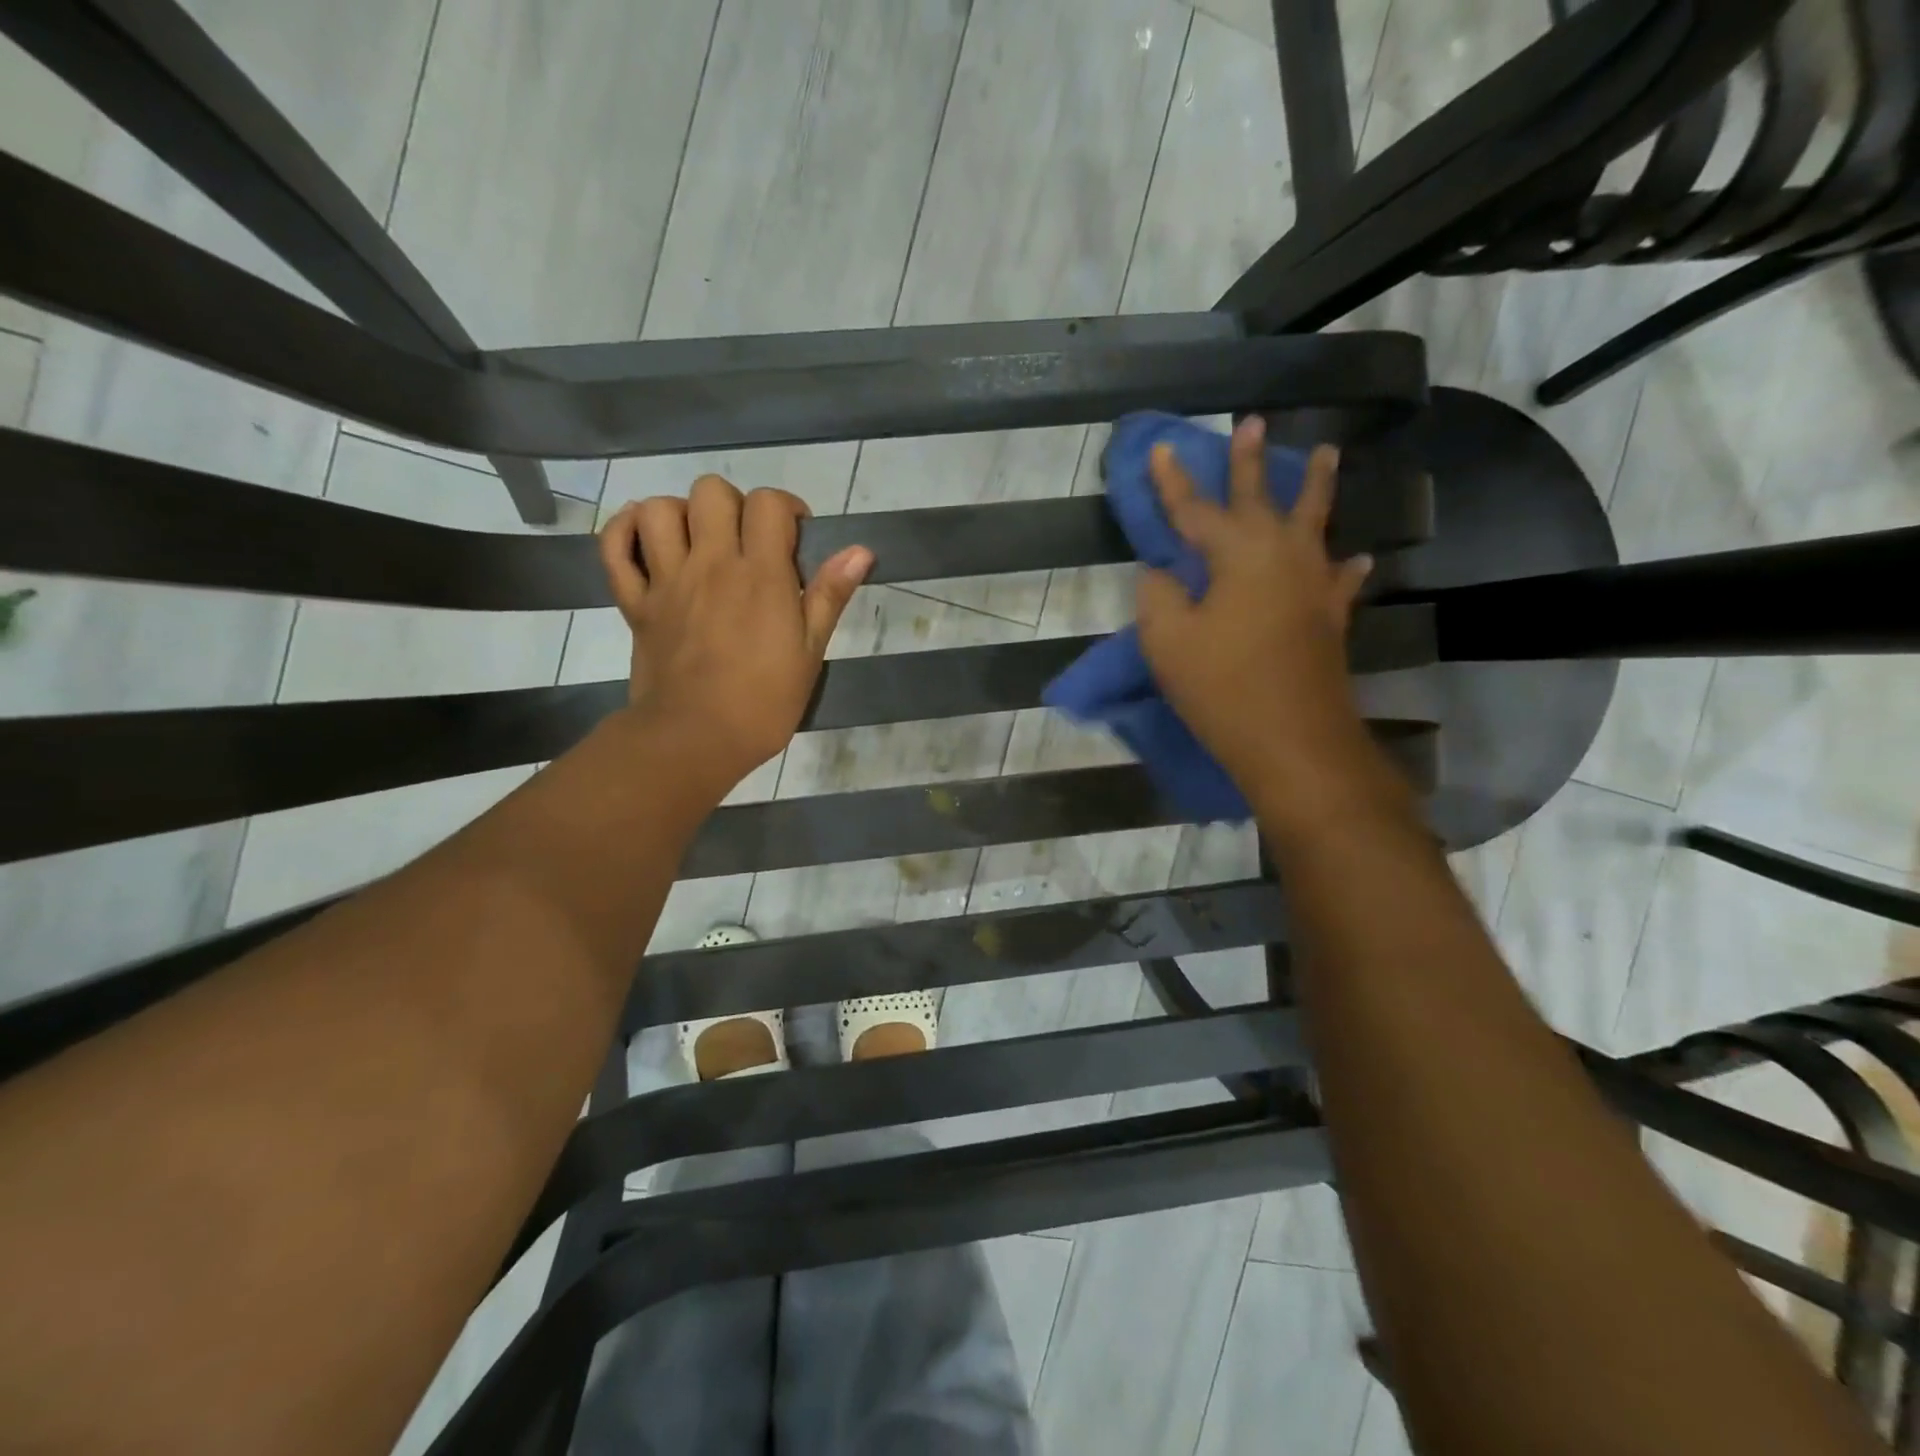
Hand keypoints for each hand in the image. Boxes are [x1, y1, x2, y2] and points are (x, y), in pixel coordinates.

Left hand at [600, 476, 871, 791]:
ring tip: (698, 543)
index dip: (786, 509)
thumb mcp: (810, 651)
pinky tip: (646, 540)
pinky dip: (624, 531)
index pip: (769, 504)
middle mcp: (711, 563)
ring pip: (659, 508)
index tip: (794, 536)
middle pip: (711, 492)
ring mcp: (666, 580)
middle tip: (746, 541)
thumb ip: (830, 595)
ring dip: (681, 514)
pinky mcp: (635, 602)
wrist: (696, 739)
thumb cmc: (764, 702)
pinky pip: (614, 548)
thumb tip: (861, 550)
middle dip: (734, 505)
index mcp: (760, 574)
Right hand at [1136, 417, 1374, 806]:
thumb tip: (1163, 573)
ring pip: (1315, 523)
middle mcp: (1281, 556)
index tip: (1163, 448)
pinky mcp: (1330, 618)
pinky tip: (1357, 560)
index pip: (1195, 510)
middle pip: (1262, 498)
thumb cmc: (1222, 688)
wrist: (1293, 742)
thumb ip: (1158, 596)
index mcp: (1237, 555)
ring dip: (1317, 487)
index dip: (1173, 482)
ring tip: (1326, 453)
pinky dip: (1346, 567)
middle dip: (1252, 462)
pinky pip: (1340, 580)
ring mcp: (1313, 585)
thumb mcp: (1167, 642)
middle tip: (1254, 422)